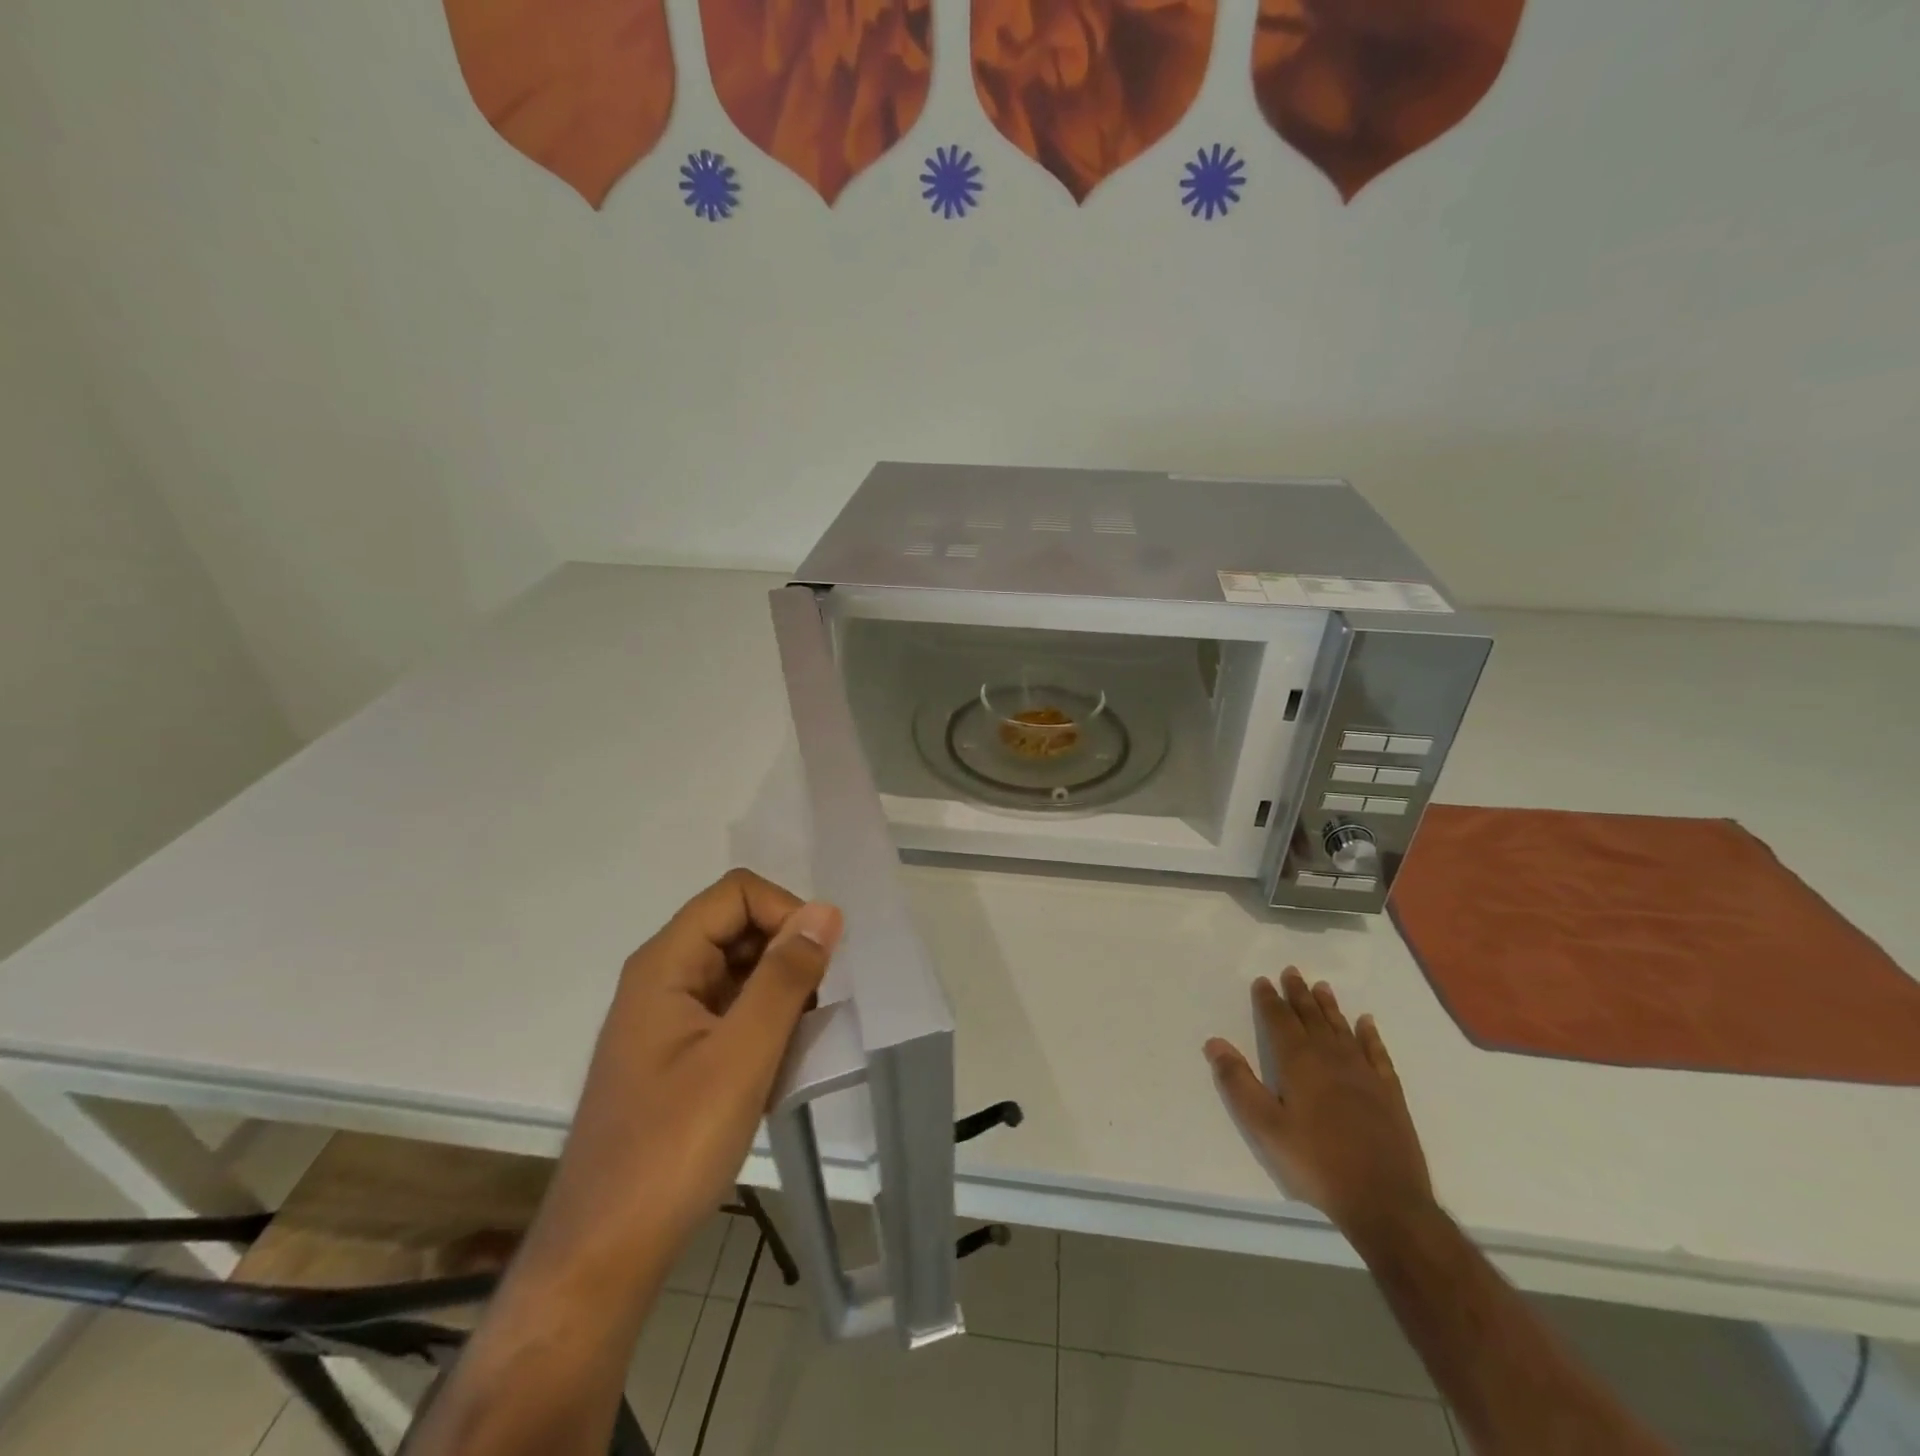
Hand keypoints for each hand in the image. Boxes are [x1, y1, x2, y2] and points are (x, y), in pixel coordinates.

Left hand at [530, 870, 841, 1288]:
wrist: (604, 1254)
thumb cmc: (672, 1148)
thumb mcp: (742, 1056)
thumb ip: (785, 976)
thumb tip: (825, 911)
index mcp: (665, 963)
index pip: (737, 893)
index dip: (785, 913)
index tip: (820, 963)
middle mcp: (662, 977)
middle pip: (739, 926)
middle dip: (786, 955)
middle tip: (815, 1011)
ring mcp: (668, 1016)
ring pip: (740, 970)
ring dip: (780, 994)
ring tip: (797, 1046)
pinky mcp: (677, 1052)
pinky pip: (732, 1010)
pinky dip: (764, 1025)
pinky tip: (778, 1068)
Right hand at [1204, 968, 1432, 1237]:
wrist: (1385, 1202)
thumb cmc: (1317, 1163)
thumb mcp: (1266, 1127)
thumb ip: (1238, 1083)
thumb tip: (1215, 1042)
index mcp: (1299, 1063)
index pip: (1280, 1021)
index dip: (1269, 1000)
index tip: (1263, 981)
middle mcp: (1332, 1058)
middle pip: (1312, 1017)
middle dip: (1299, 994)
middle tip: (1292, 972)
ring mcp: (1364, 1074)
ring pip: (1342, 1029)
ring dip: (1330, 1007)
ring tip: (1321, 987)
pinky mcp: (1389, 1093)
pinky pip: (1377, 1053)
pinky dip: (1370, 1035)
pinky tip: (1366, 1023)